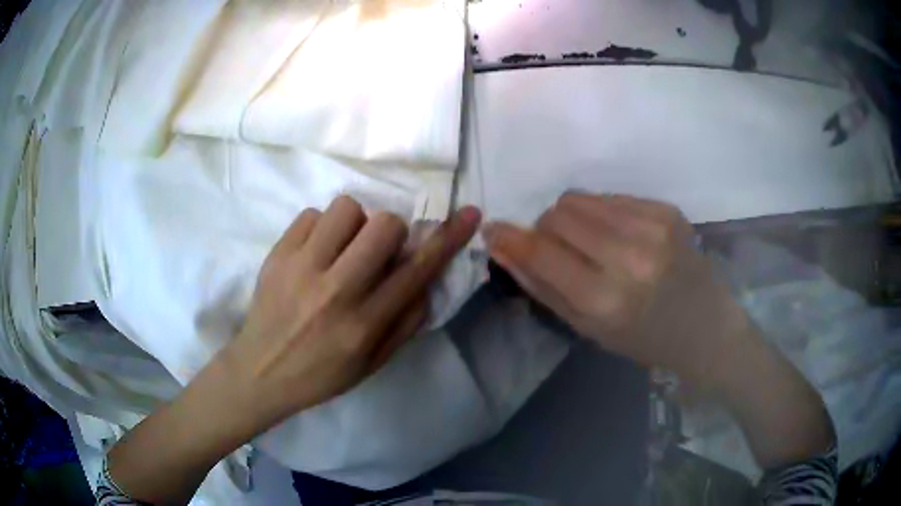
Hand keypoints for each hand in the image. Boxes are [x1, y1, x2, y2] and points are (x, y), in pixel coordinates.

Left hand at [224, 196, 481, 431]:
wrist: (260, 371)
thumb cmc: (321, 374)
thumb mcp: (372, 364)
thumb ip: (406, 323)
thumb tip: (426, 280)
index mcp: (364, 325)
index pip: (416, 271)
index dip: (448, 238)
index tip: (470, 214)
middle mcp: (336, 291)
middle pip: (384, 224)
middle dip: (391, 231)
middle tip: (375, 251)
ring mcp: (301, 268)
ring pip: (347, 208)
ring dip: (354, 225)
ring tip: (340, 250)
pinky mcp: (277, 254)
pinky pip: (311, 214)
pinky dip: (321, 228)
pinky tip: (314, 253)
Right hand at [483, 192, 745, 381]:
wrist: (704, 326)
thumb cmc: (643, 338)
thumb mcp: (588, 328)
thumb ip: (542, 286)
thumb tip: (502, 247)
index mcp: (605, 299)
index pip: (541, 252)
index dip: (510, 237)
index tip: (494, 229)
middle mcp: (628, 257)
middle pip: (557, 215)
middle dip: (546, 230)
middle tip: (562, 252)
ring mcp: (652, 227)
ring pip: (580, 199)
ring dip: (572, 219)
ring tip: (592, 243)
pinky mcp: (666, 210)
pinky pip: (610, 197)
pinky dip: (602, 214)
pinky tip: (621, 236)